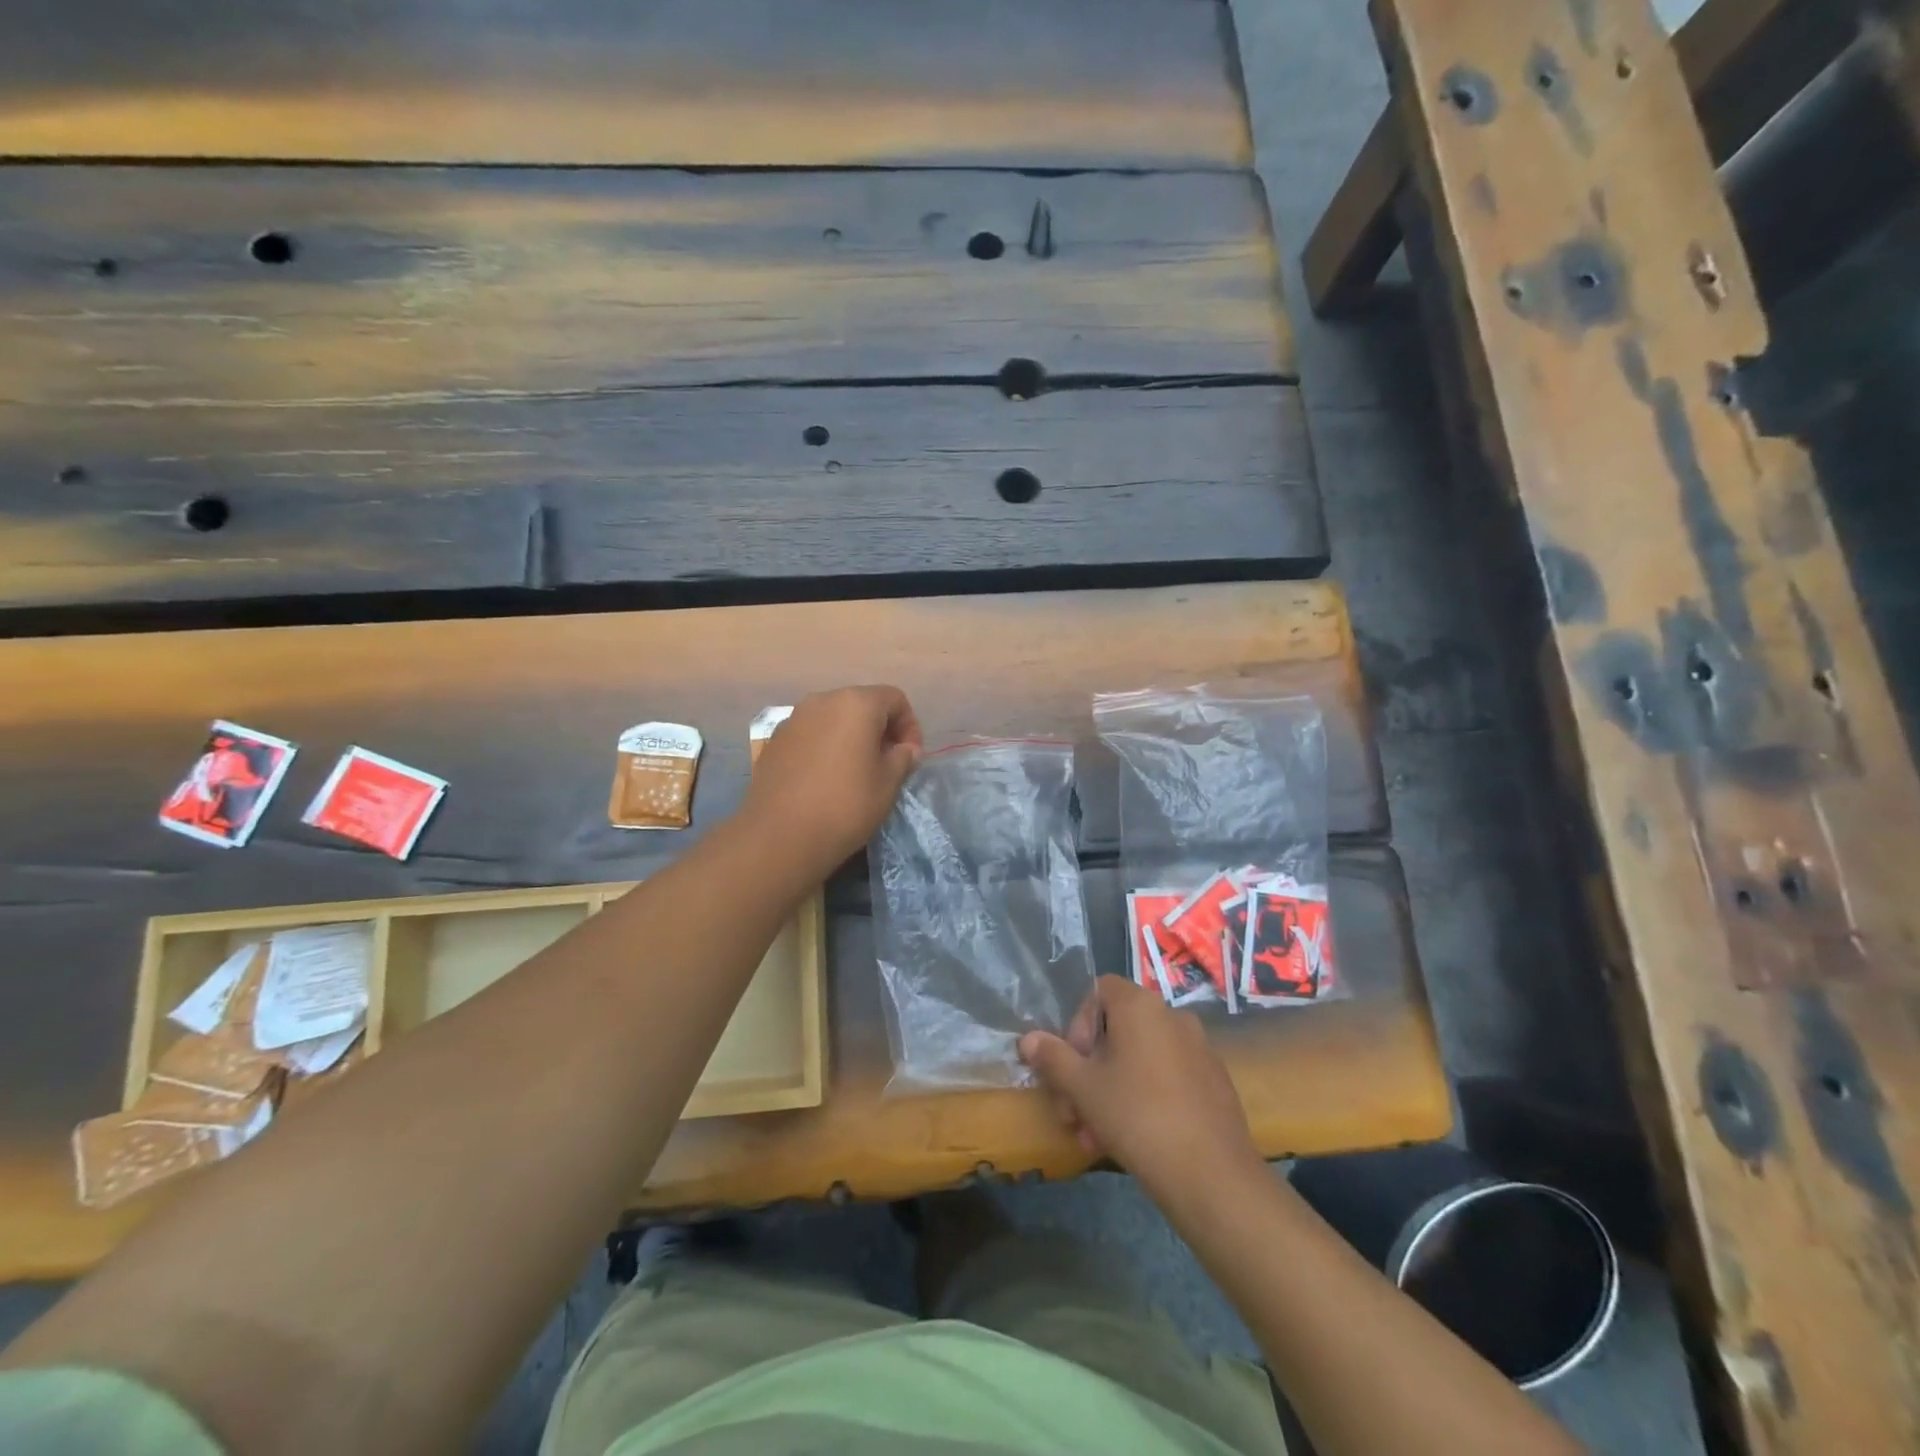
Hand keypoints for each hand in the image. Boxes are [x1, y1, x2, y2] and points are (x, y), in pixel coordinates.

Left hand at [740, 686, 922, 871]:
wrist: (780, 836)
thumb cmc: (845, 806)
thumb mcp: (888, 785)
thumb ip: (902, 758)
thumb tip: (904, 749)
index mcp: (856, 704)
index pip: (895, 699)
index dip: (910, 726)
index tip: (910, 757)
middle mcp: (822, 700)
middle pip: (862, 704)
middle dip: (879, 729)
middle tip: (886, 763)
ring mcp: (793, 719)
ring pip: (833, 719)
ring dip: (850, 737)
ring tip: (855, 771)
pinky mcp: (774, 741)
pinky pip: (810, 734)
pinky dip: (825, 747)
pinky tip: (825, 778)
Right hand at [1019, 976, 1260, 1202]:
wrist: (1212, 1175)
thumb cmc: (1137, 1117)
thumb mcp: (1083, 1088)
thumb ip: (1053, 1058)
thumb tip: (1028, 1039)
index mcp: (1141, 1005)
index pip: (1099, 991)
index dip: (1077, 1025)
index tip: (1071, 1066)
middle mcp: (1172, 1015)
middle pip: (1116, 1031)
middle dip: (1088, 1070)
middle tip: (1072, 1114)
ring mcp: (1199, 1048)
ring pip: (1139, 1059)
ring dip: (1110, 1090)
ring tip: (1095, 1138)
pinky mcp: (1214, 1081)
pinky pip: (1167, 1076)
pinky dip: (1144, 1097)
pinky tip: (1133, 1139)